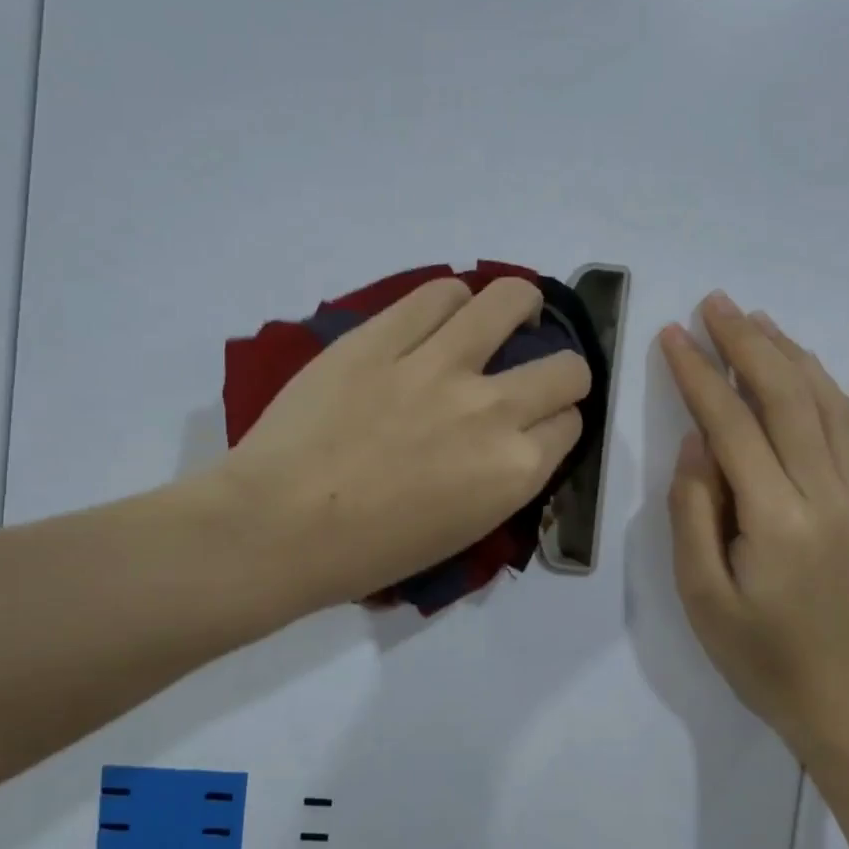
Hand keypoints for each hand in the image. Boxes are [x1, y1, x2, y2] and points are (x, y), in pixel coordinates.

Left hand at [223, 277, 589, 612]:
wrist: (278, 527)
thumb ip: (500, 480)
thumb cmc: (367, 554)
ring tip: (500, 317)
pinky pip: (438, 294)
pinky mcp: (382, 336)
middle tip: (530, 373)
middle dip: (561, 371)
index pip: (571, 423)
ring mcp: (437, 364)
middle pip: (565, 367)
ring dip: (519, 307)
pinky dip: (450, 300)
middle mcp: (492, 409)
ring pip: (511, 300)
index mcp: (513, 471)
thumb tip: (508, 442)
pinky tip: (442, 313)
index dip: (558, 421)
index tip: (537, 423)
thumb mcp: (461, 532)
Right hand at [660, 293, 848, 754]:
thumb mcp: (701, 593)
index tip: (672, 335)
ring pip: (822, 402)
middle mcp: (822, 493)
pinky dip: (818, 382)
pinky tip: (797, 364)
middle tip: (713, 304)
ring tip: (752, 319)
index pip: (732, 426)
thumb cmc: (755, 650)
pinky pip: (842, 425)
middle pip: (785, 397)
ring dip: (786, 352)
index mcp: (776, 519)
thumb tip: (696, 442)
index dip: (699, 375)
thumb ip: (694, 511)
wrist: (837, 691)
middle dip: (746, 344)